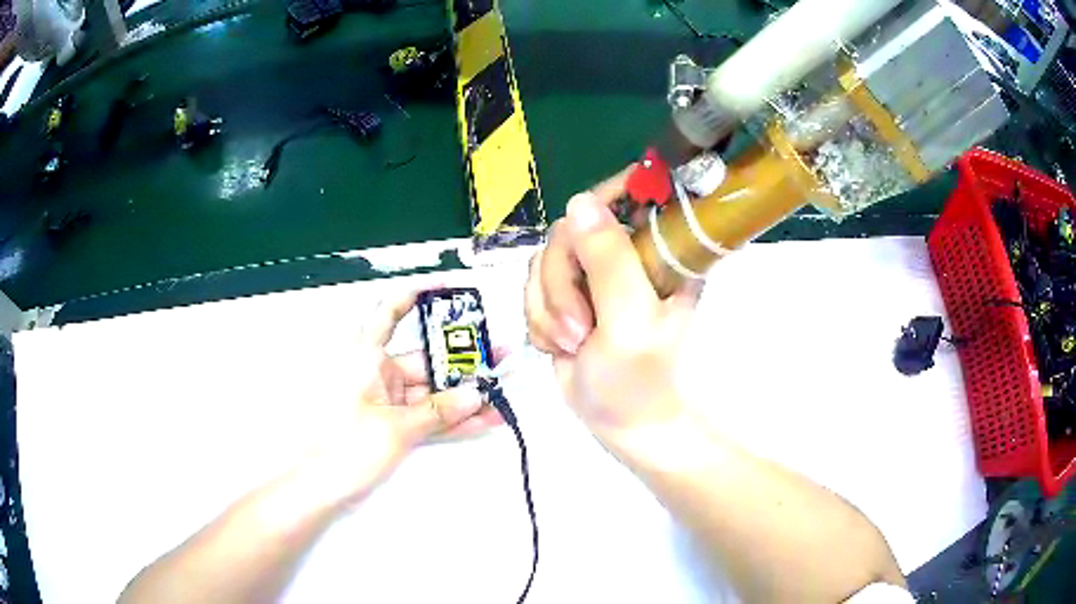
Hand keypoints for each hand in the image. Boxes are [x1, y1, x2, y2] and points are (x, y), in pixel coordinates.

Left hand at [306, 289, 503, 505]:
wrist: (321, 487)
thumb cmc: (346, 447)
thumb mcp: (396, 427)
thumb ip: (439, 411)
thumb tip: (475, 395)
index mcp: (365, 356)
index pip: (389, 313)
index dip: (415, 295)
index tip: (445, 288)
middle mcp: (377, 372)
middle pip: (424, 358)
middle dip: (462, 360)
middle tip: (499, 356)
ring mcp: (387, 401)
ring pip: (431, 391)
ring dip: (464, 394)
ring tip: (502, 389)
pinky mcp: (394, 425)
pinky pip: (427, 416)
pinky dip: (451, 419)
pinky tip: (483, 419)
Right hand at [525, 169, 702, 435]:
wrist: (617, 421)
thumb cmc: (638, 378)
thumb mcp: (630, 320)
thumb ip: (609, 262)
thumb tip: (580, 201)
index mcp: (658, 251)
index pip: (631, 195)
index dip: (602, 202)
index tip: (581, 234)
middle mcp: (625, 253)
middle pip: (569, 231)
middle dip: (562, 284)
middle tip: (579, 329)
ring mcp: (592, 273)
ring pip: (544, 261)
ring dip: (549, 309)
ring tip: (573, 343)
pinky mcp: (566, 293)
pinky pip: (532, 287)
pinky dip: (540, 320)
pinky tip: (561, 346)